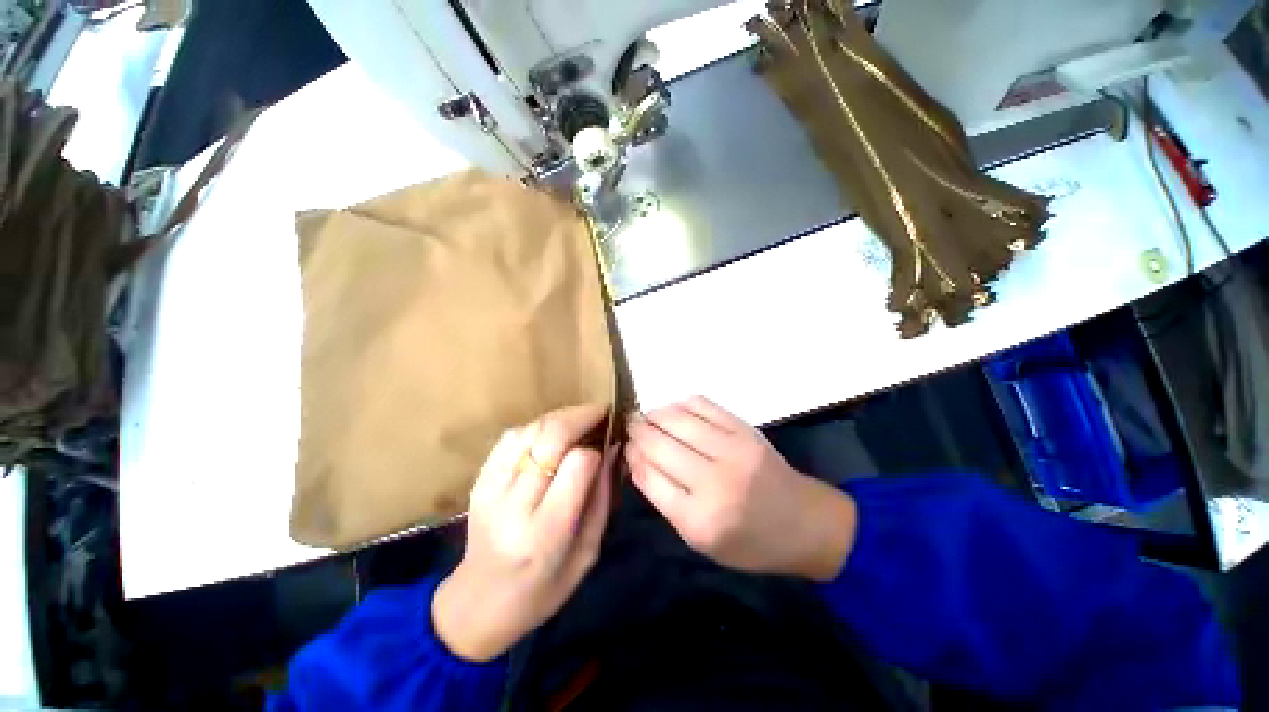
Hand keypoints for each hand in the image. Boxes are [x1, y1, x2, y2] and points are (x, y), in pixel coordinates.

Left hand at [432, 404, 613, 661]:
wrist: (479, 603)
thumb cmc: (544, 587)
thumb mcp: (589, 551)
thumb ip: (603, 497)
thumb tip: (612, 448)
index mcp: (547, 531)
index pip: (578, 464)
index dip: (596, 450)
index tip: (606, 447)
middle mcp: (515, 504)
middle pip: (551, 437)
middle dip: (581, 416)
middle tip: (600, 412)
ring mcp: (491, 488)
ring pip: (531, 430)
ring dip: (560, 417)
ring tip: (578, 421)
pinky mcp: (479, 480)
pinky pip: (510, 437)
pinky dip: (535, 427)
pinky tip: (549, 434)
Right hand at [626, 396, 856, 581]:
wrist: (802, 522)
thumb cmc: (748, 541)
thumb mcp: (699, 538)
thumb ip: (664, 498)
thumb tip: (635, 457)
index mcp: (699, 520)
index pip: (648, 476)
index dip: (631, 456)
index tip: (625, 447)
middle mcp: (714, 481)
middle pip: (658, 444)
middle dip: (637, 430)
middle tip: (630, 426)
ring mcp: (732, 449)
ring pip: (676, 419)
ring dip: (654, 414)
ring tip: (648, 417)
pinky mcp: (744, 429)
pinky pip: (701, 404)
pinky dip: (679, 403)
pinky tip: (673, 410)